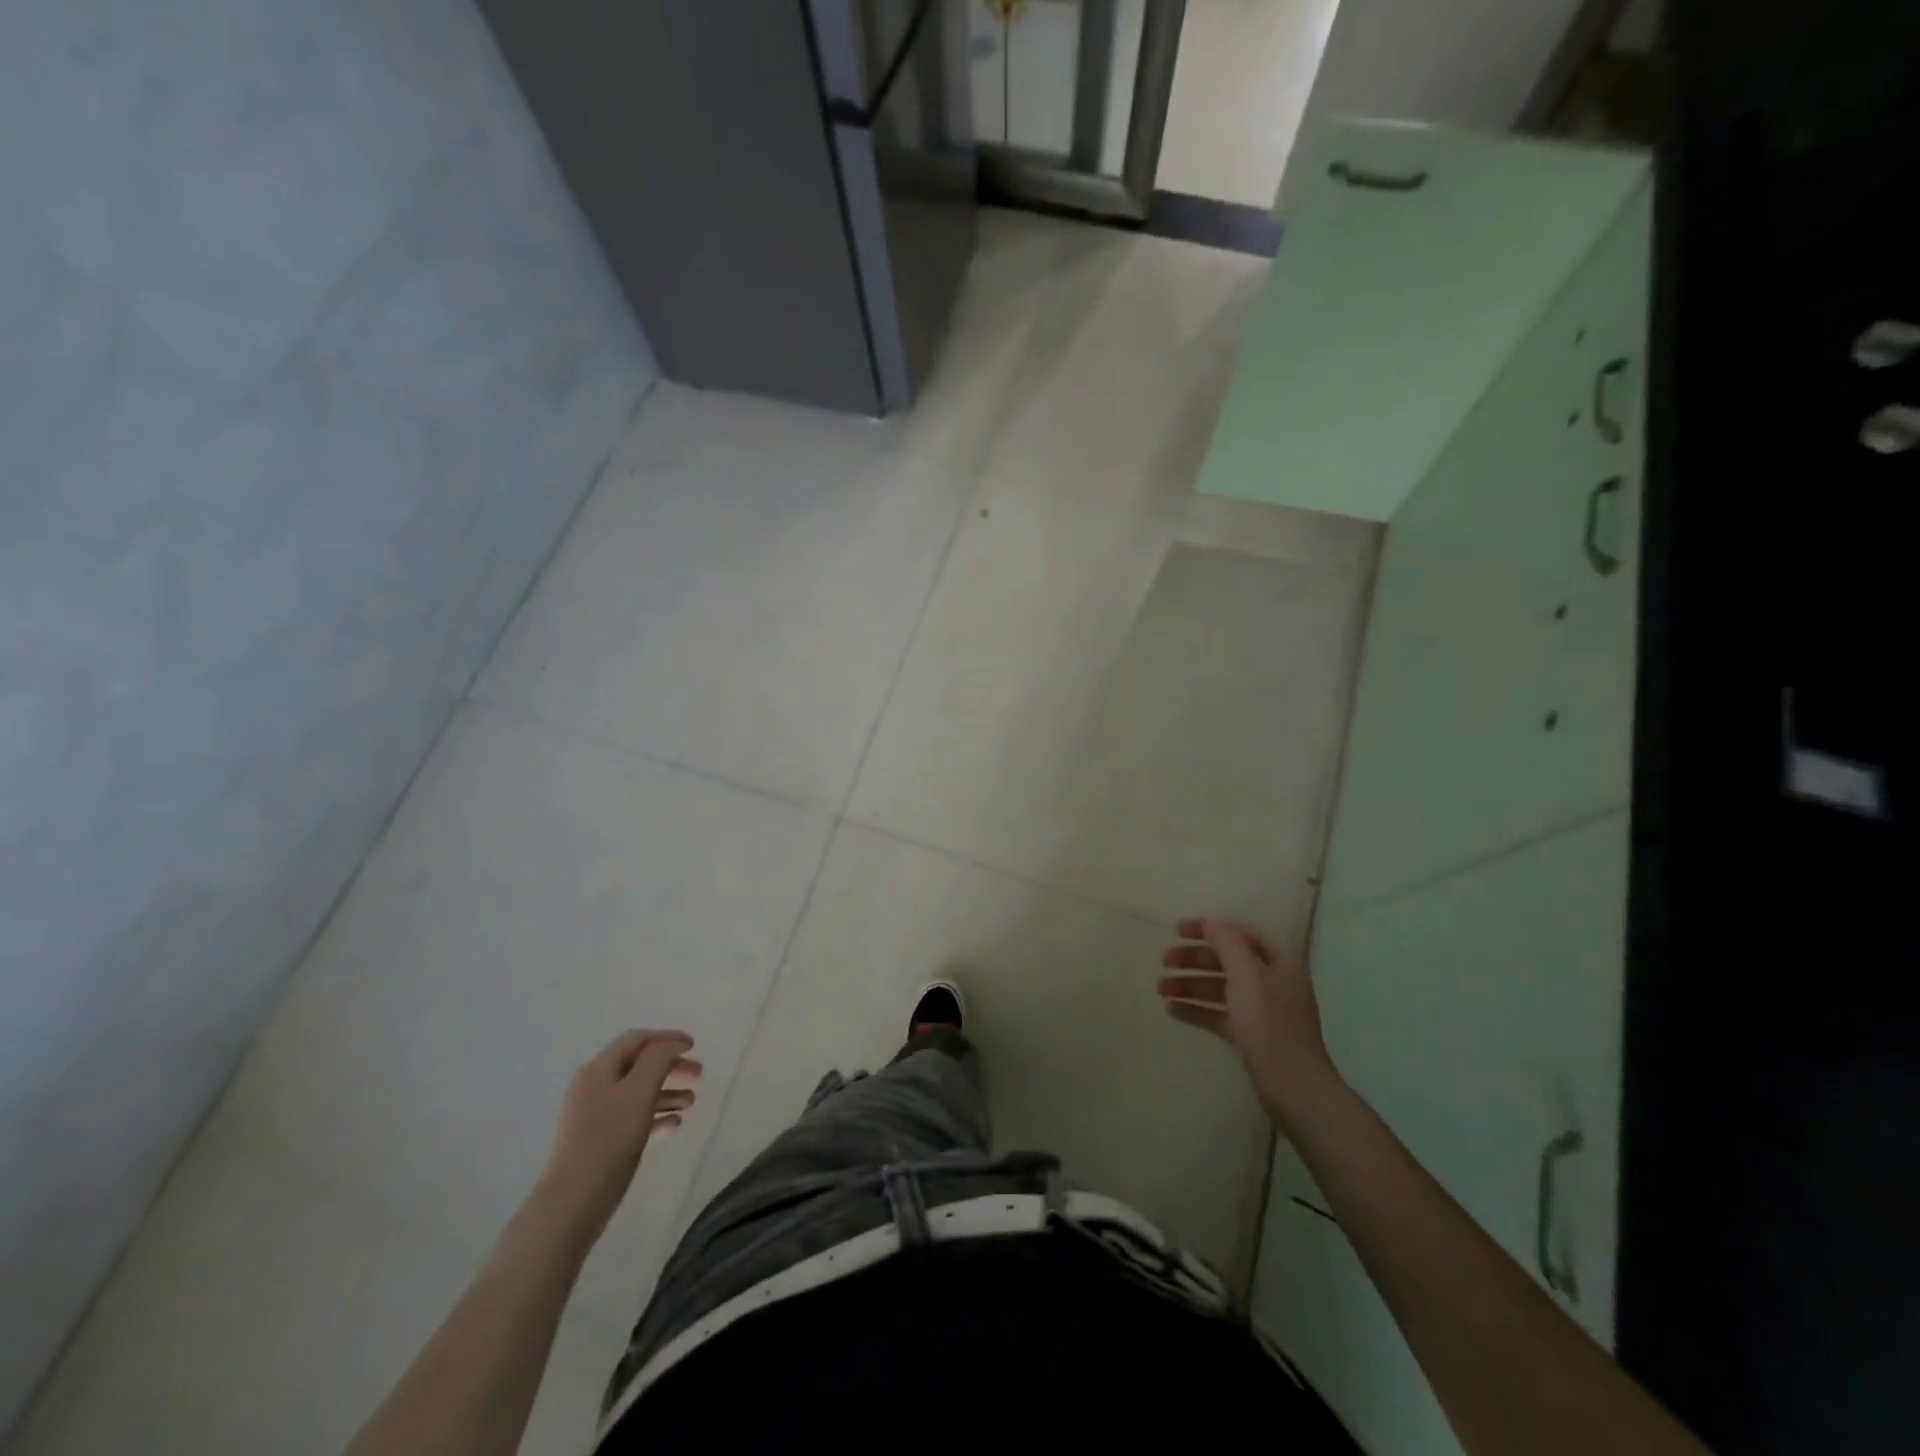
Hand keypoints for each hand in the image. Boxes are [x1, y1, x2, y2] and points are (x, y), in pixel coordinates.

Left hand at [536, 1030, 700, 1241]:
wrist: (572, 1204)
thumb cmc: (608, 1140)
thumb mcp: (639, 1092)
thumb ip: (658, 1061)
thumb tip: (671, 1045)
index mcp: (599, 1070)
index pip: (636, 1040)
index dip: (667, 1038)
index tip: (694, 1046)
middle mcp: (595, 1088)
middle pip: (639, 1065)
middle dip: (670, 1066)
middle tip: (698, 1075)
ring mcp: (595, 1116)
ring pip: (638, 1093)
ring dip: (667, 1092)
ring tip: (691, 1102)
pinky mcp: (600, 1142)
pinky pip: (633, 1119)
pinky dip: (656, 1116)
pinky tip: (674, 1125)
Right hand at [1158, 918, 1337, 1123]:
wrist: (1293, 1088)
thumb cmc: (1270, 1025)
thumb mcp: (1247, 976)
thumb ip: (1228, 944)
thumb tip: (1212, 923)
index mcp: (1279, 962)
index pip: (1241, 933)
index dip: (1209, 928)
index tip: (1177, 930)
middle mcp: (1272, 982)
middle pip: (1227, 961)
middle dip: (1194, 959)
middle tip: (1164, 961)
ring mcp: (1262, 1011)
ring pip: (1220, 988)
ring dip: (1190, 985)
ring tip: (1160, 990)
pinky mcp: (1252, 1036)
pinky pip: (1219, 1014)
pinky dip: (1197, 1010)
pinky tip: (1172, 1010)